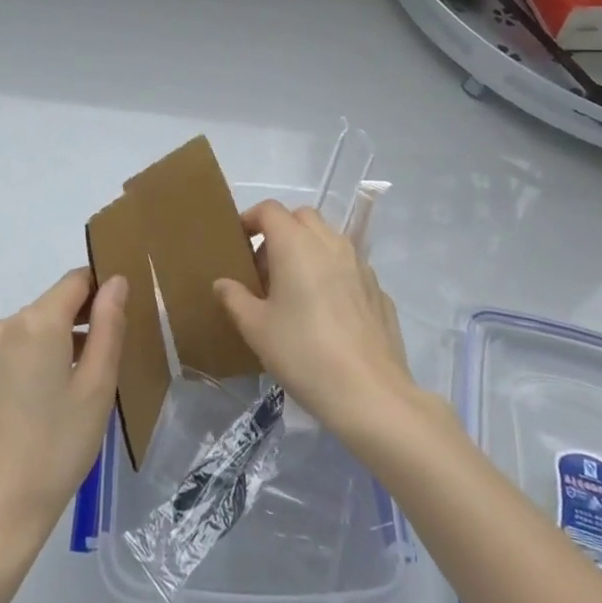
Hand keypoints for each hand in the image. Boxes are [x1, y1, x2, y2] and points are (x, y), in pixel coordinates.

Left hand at [0, 268, 126, 562]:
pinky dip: (37, 362)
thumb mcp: (97, 388)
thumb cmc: (54, 451)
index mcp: (36, 322)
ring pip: (35, 330)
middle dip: (83, 323)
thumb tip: (115, 282)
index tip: (123, 319)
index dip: (103, 290)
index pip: (77, 280)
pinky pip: (15, 351)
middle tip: (108, 367)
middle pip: (54, 305)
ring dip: (61, 344)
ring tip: (80, 392)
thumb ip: (109, 326)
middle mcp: (4, 325)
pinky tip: (48, 405)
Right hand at [214, 201, 412, 435]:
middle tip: (266, 268)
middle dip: (281, 231)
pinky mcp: (378, 289)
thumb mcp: (256, 329)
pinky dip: (332, 274)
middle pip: (301, 217)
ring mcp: (360, 264)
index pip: (269, 210)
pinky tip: (327, 313)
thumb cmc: (303, 353)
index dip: (250, 219)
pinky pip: (348, 267)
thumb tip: (223, 284)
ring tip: (295, 290)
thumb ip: (235, 298)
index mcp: (296, 244)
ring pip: (328, 239)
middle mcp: (330, 243)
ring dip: (308, 250)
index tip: (239, 242)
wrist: (369, 392)